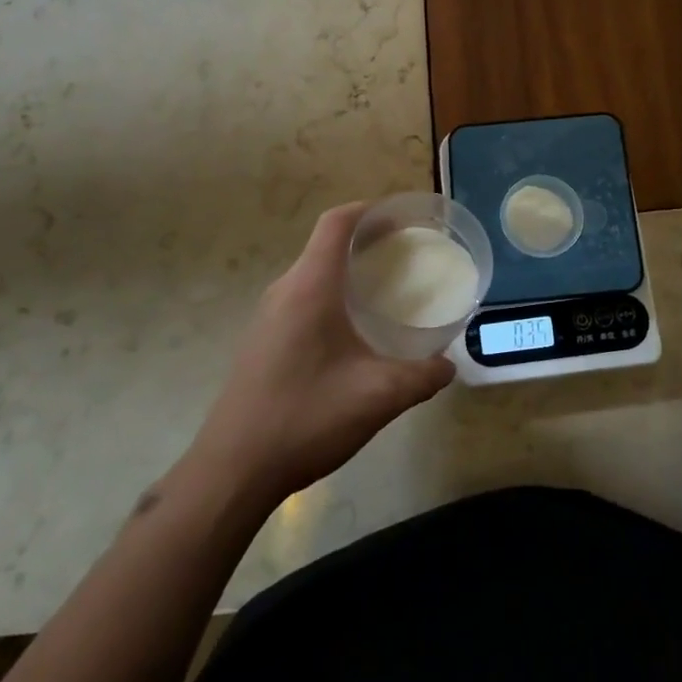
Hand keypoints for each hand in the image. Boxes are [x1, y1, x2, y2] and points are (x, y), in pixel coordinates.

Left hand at [187, 203, 453, 508]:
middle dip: (367, 240)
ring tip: (385, 288)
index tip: (404, 218)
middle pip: (326, 244)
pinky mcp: (261, 340)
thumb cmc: (305, 418)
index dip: (370, 210)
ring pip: (313, 272)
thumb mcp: (377, 397)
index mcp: (310, 286)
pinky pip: (301, 298)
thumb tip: (448, 367)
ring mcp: (267, 316)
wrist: (232, 471)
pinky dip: (331, 294)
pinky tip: (352, 331)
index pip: (337, 222)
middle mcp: (285, 290)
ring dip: (347, 270)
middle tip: (407, 255)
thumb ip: (421, 377)